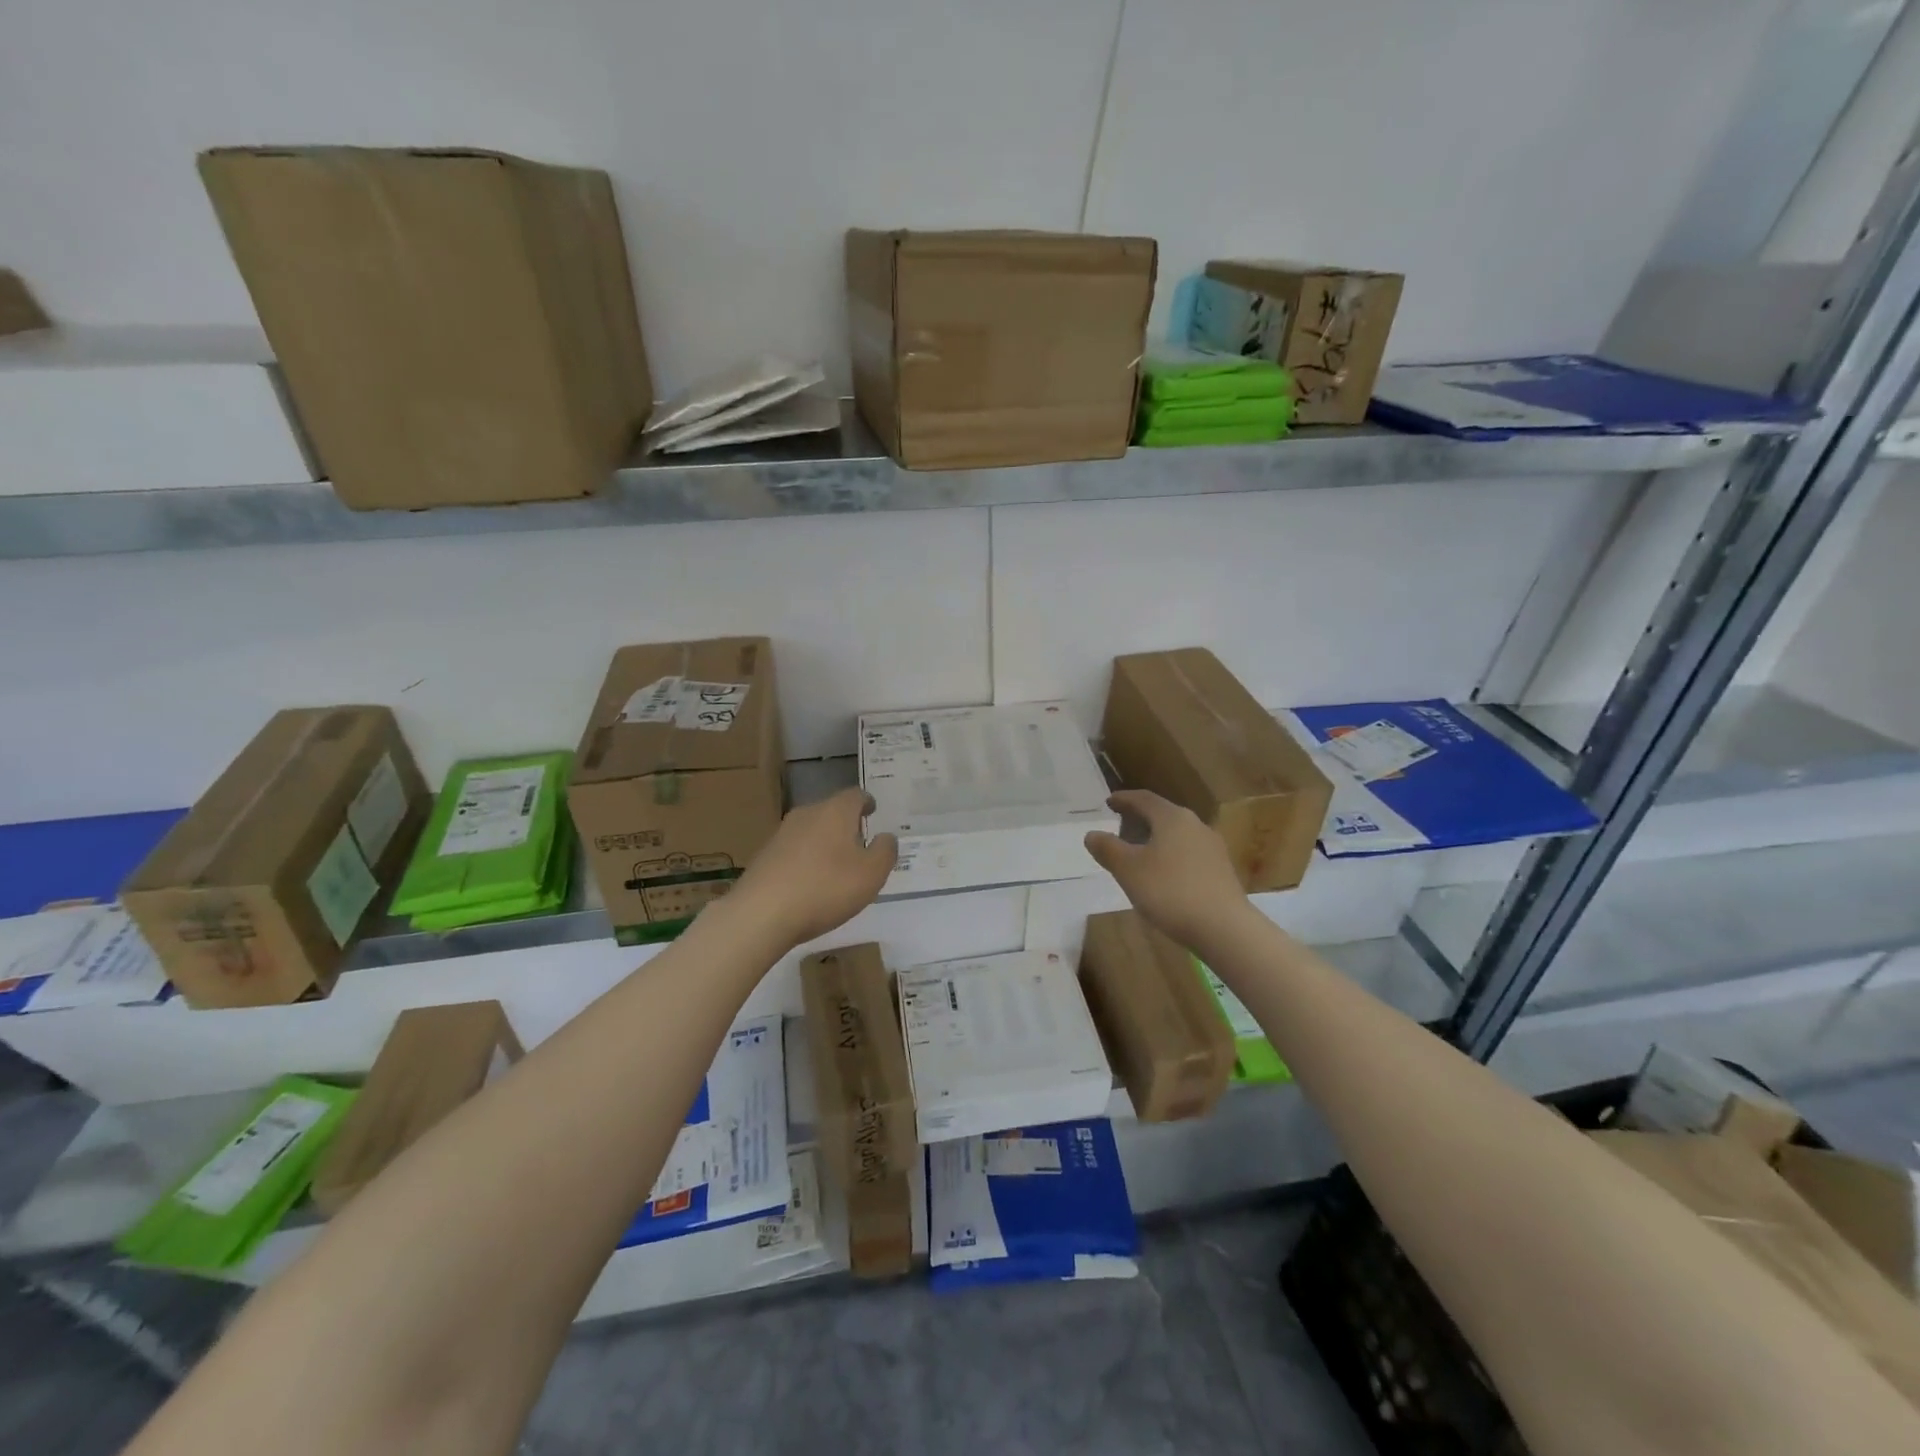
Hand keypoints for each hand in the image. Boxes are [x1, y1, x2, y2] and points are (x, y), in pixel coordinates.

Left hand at [725, 788, 896, 948]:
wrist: (761, 914)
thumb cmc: (826, 888)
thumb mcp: (871, 874)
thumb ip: (885, 852)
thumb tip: (886, 837)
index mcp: (835, 811)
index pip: (855, 795)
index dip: (867, 802)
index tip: (873, 811)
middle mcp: (806, 814)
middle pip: (831, 811)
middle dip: (846, 825)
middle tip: (860, 844)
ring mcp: (781, 834)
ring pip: (811, 831)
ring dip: (825, 844)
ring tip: (837, 867)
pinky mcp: (764, 857)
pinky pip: (794, 852)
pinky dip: (806, 861)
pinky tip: (811, 884)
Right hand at [1084, 790, 1250, 947]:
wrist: (1224, 928)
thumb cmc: (1170, 891)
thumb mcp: (1128, 870)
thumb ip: (1108, 849)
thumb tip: (1092, 834)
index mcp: (1172, 818)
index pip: (1144, 799)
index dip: (1123, 799)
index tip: (1108, 802)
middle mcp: (1195, 825)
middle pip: (1163, 815)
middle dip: (1140, 819)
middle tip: (1121, 827)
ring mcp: (1212, 848)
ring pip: (1177, 835)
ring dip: (1157, 839)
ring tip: (1139, 853)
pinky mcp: (1222, 870)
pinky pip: (1189, 854)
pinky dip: (1171, 856)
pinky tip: (1163, 875)